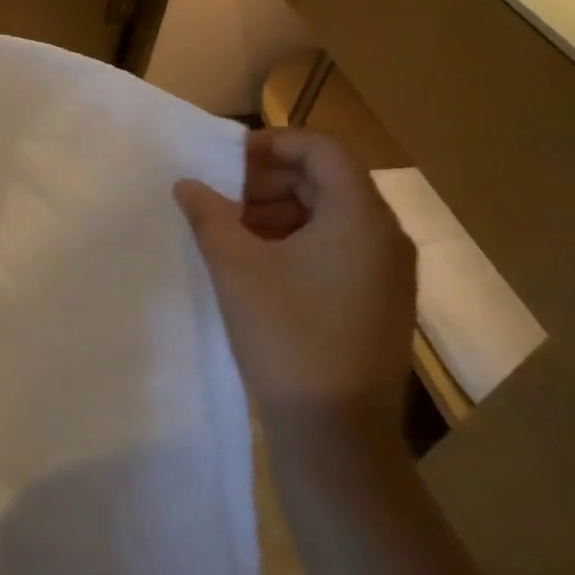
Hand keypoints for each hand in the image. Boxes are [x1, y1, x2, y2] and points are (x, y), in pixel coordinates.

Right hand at [175, 128, 414, 441]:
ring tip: (234, 234)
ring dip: (280, 211)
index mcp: (359, 218)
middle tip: (223, 200)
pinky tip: (259, 266)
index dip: (273, 143)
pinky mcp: (380, 300)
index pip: (323, 149)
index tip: (227, 161)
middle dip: (269, 181)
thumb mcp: (234, 266)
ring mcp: (388, 272)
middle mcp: (385, 236)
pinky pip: (340, 248)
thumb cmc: (285, 334)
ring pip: (332, 215)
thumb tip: (187, 183)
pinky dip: (298, 241)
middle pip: (328, 180)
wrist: (335, 430)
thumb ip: (208, 214)